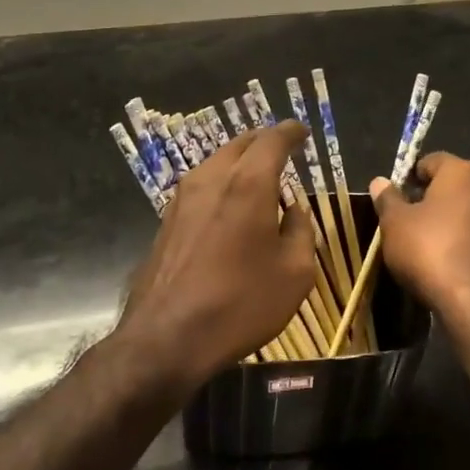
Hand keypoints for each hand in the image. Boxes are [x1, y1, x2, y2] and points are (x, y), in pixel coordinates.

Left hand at [114, 120, 316, 392]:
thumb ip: (301, 230)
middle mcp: (212, 178)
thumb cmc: (241, 303)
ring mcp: (183, 197)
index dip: (291, 132)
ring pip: (217, 162)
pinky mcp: (167, 218)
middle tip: (283, 150)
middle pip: (241, 144)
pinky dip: (222, 182)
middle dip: (264, 142)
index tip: (302, 132)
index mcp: (248, 183)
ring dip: (240, 162)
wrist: (167, 337)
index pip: (272, 140)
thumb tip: (295, 209)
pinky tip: (230, 206)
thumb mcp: (294, 273)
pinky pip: (202, 184)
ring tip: (259, 179)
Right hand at [369, 153, 469, 340]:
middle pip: (456, 185)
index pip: (434, 160)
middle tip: (410, 222)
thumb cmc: (431, 251)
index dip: (412, 176)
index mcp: (462, 173)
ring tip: (431, 246)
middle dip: (434, 199)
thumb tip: (380, 181)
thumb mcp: (395, 225)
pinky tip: (453, 265)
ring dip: (454, 222)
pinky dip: (469, 244)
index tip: (397, 198)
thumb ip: (388, 199)